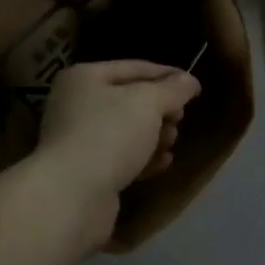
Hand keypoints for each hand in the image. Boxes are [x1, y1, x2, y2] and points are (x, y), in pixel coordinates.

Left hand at [34, 61, 201, 249]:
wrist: (71, 197)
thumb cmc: (109, 135)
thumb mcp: (147, 103)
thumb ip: (172, 89)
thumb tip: (190, 80)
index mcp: (85, 77)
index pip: (134, 67)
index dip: (166, 74)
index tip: (194, 86)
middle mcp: (77, 104)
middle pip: (130, 100)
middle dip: (160, 109)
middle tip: (180, 118)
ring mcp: (79, 140)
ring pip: (127, 130)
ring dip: (154, 135)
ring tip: (172, 141)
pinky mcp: (86, 172)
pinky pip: (121, 157)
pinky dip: (143, 158)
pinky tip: (163, 162)